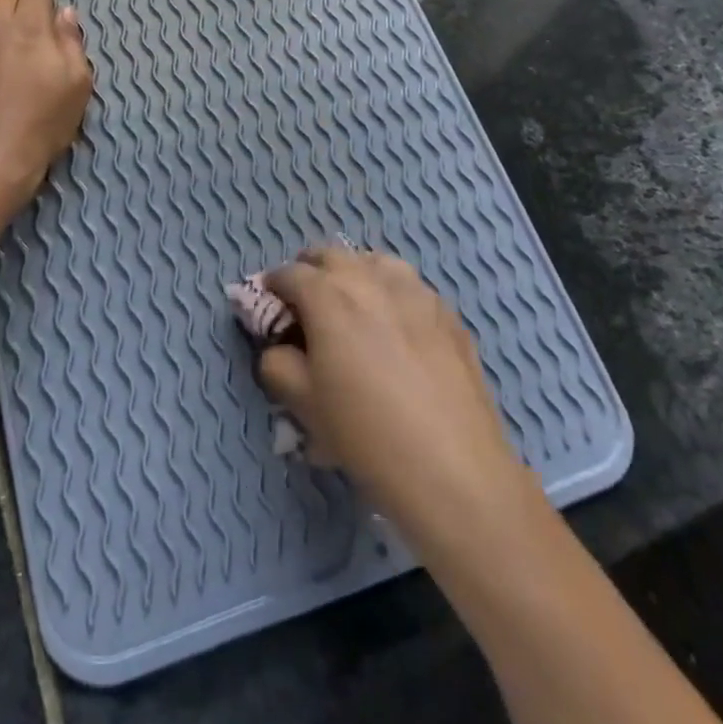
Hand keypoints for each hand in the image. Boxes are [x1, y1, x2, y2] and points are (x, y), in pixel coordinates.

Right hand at [259, 244, 540, 545]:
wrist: (452, 468)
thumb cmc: (365, 433)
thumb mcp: (302, 403)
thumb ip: (277, 363)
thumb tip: (280, 347)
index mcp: (328, 295)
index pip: (289, 273)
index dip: (273, 287)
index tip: (270, 306)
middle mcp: (370, 279)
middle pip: (332, 255)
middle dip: (311, 271)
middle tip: (307, 304)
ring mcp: (416, 291)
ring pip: (375, 262)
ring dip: (355, 274)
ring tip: (353, 306)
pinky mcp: (448, 313)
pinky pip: (410, 286)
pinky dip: (392, 292)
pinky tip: (396, 326)